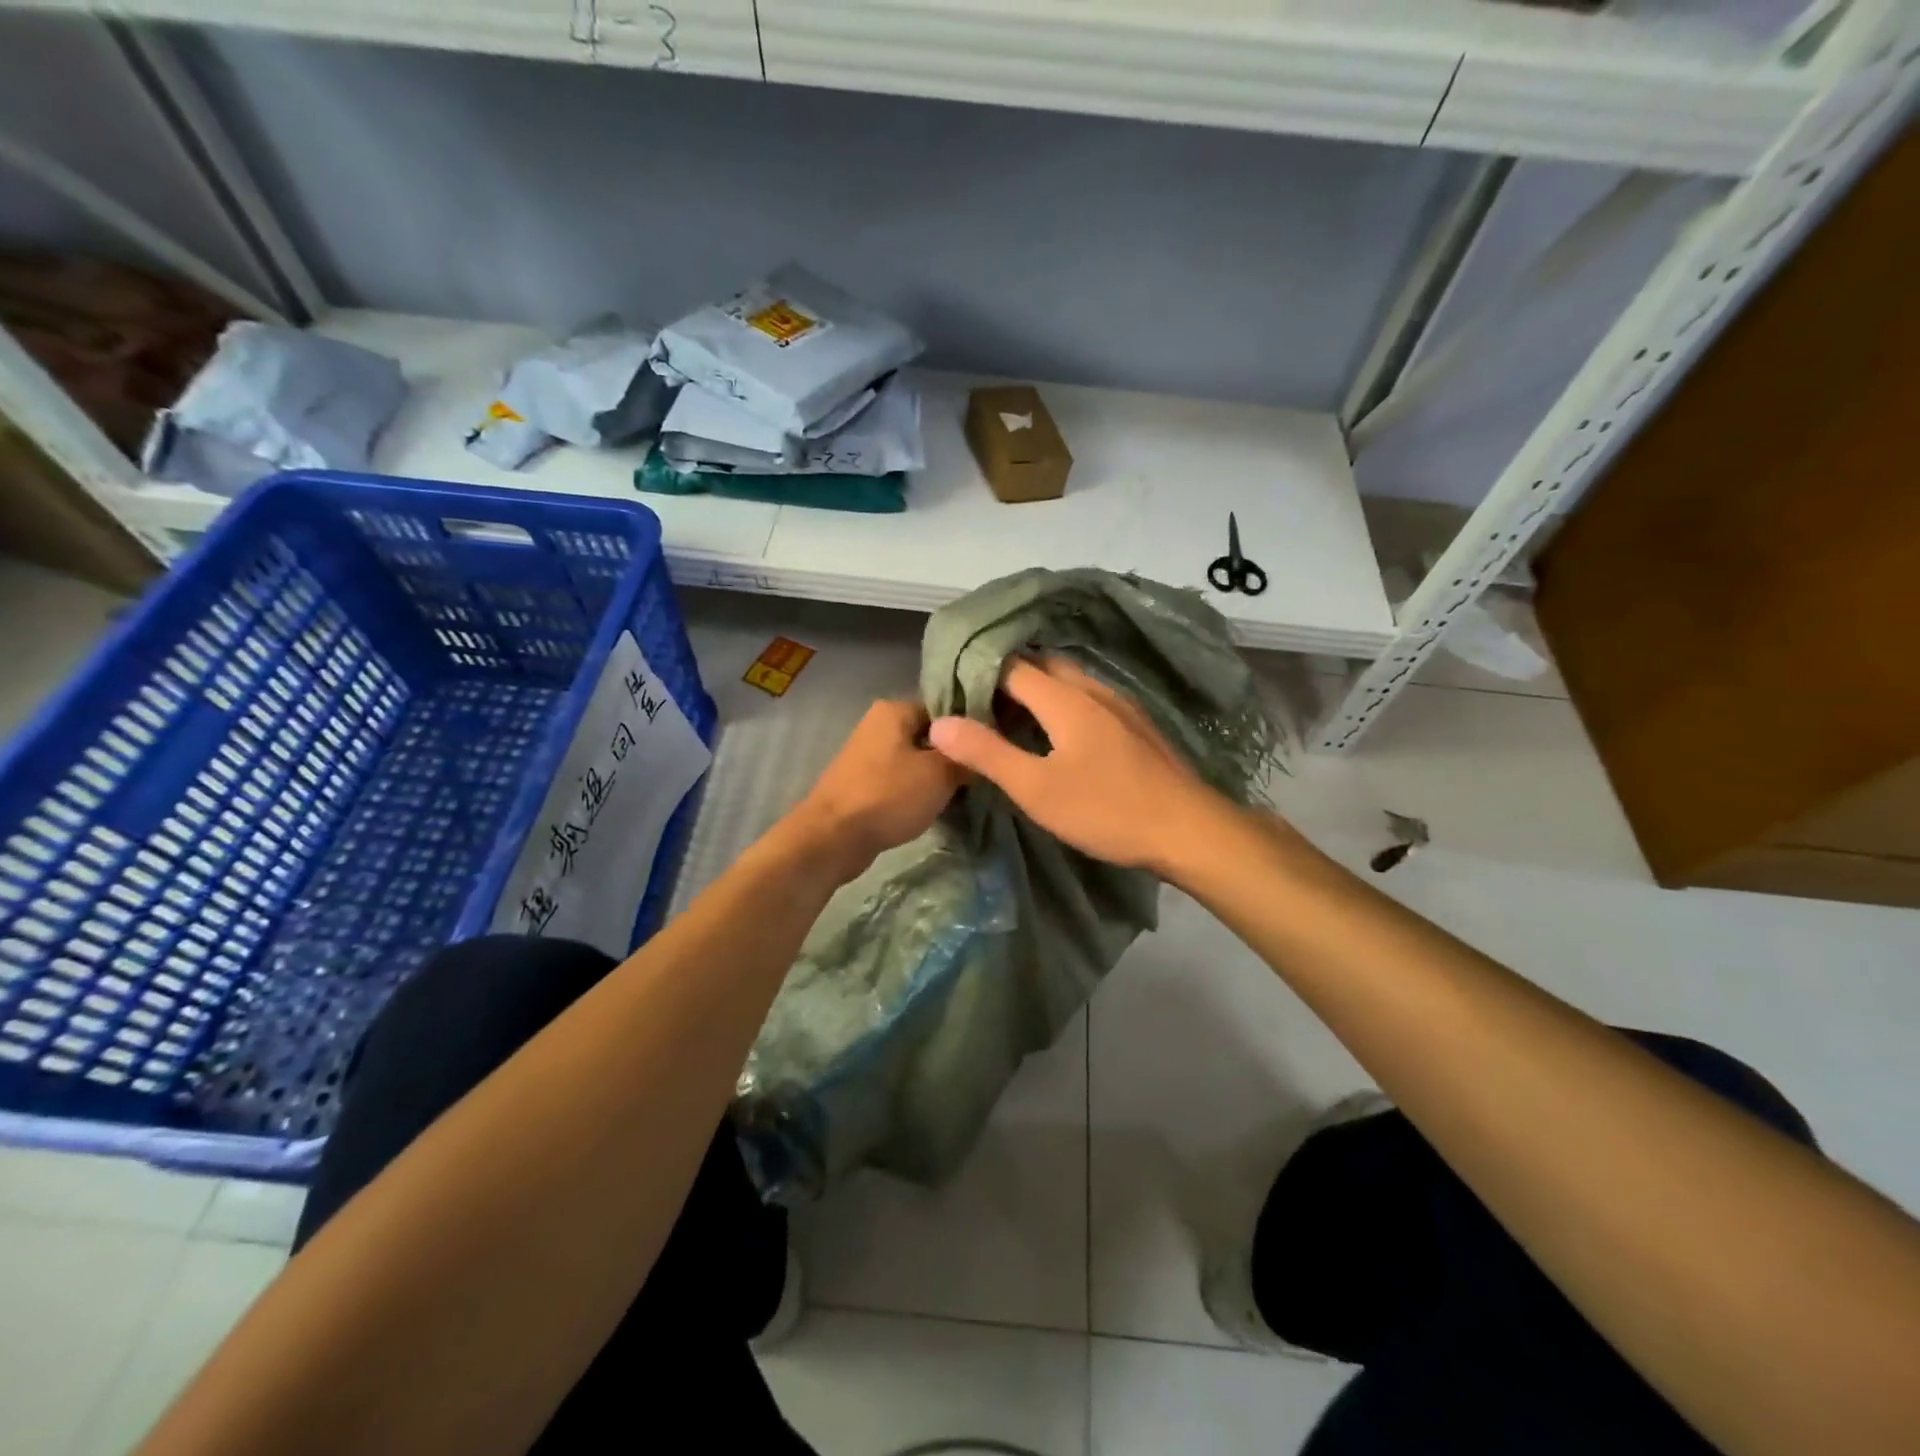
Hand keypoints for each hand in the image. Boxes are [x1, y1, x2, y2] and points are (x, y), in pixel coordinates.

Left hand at [786, 699, 965, 882]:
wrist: (833, 837)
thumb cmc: (888, 795)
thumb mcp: (940, 774)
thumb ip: (965, 757)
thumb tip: (983, 750)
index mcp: (894, 709)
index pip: (946, 708)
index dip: (971, 730)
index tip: (993, 750)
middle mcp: (878, 724)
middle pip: (930, 735)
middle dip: (954, 756)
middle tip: (982, 776)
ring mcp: (868, 755)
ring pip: (916, 760)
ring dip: (936, 777)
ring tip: (964, 794)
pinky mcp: (864, 783)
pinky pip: (901, 780)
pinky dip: (917, 792)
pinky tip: (936, 807)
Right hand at [927, 656, 1228, 874]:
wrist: (1188, 830)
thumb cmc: (1106, 810)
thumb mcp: (1036, 789)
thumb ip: (987, 753)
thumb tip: (939, 724)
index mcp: (1065, 698)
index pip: (1010, 666)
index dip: (978, 675)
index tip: (952, 694)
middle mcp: (1093, 689)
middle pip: (1042, 666)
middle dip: (1007, 679)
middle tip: (978, 707)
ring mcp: (1120, 704)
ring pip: (1068, 681)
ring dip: (1037, 691)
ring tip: (1010, 719)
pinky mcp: (1136, 724)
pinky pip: (1088, 698)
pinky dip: (1062, 705)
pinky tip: (1058, 735)